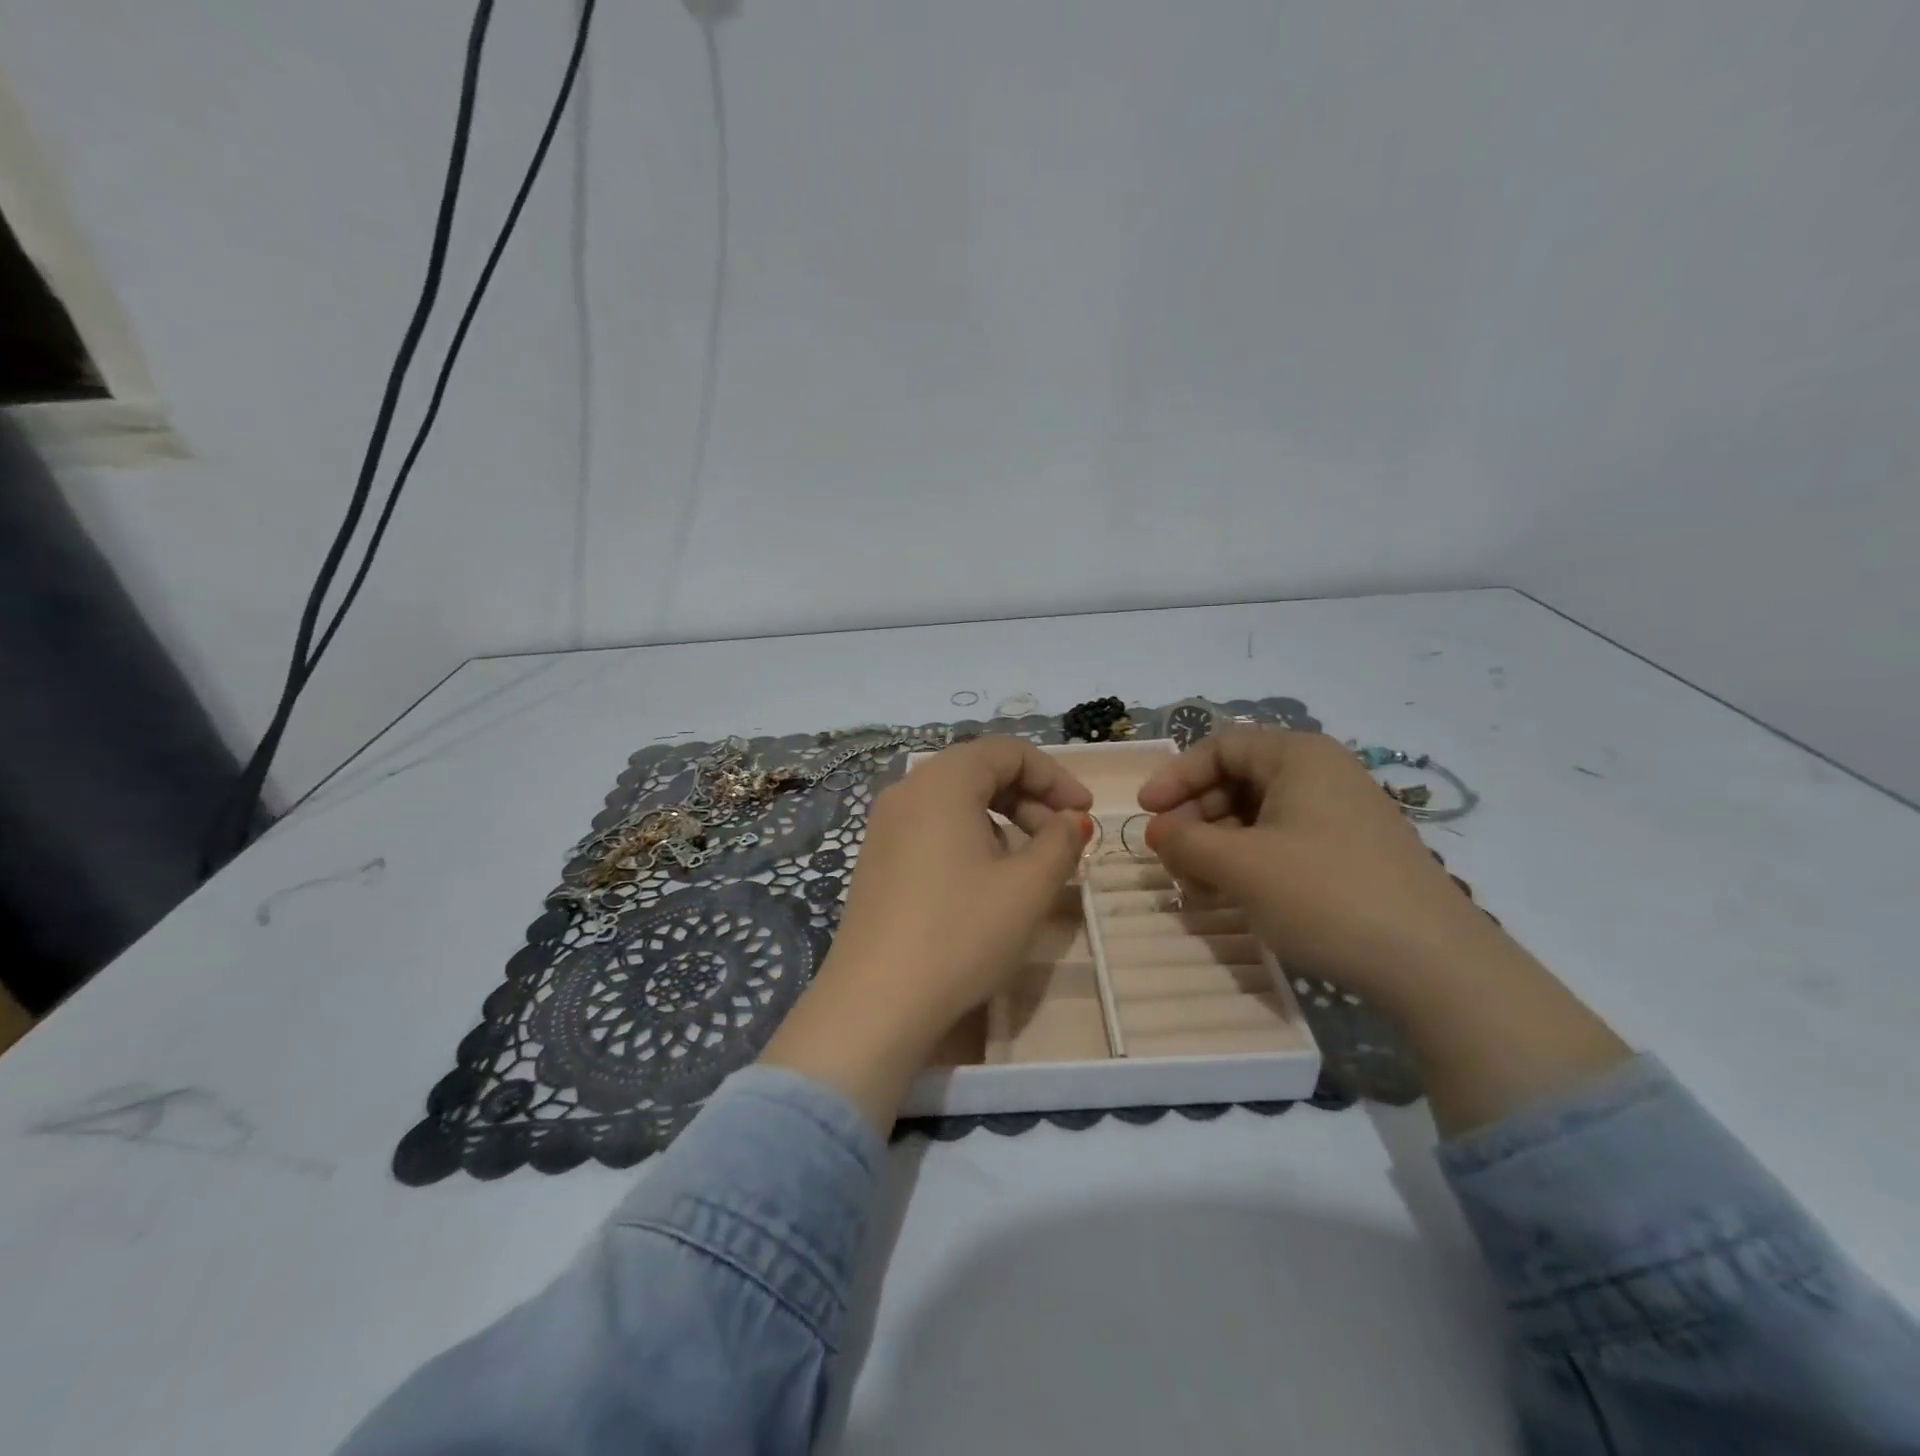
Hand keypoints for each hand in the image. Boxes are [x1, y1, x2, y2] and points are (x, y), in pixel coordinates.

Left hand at [761, 736, 1092, 1128]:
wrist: (877, 1001)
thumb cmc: (962, 933)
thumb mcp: (1028, 886)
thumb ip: (1061, 841)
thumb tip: (1072, 820)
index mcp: (942, 780)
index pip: (1008, 751)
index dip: (1055, 777)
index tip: (1086, 813)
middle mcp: (907, 790)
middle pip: (980, 771)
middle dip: (1030, 798)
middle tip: (1063, 839)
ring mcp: (884, 825)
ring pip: (956, 801)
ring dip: (1002, 820)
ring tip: (1029, 864)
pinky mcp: (876, 858)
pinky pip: (932, 827)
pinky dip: (970, 838)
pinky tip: (986, 881)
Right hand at [1138, 728, 1497, 1010]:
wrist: (1434, 966)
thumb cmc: (1326, 895)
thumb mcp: (1241, 866)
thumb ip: (1186, 841)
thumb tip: (1158, 831)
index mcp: (1299, 756)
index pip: (1220, 747)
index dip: (1176, 777)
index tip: (1146, 814)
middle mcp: (1322, 775)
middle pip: (1237, 780)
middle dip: (1195, 818)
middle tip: (1171, 858)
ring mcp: (1341, 815)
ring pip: (1257, 816)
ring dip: (1218, 846)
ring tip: (1198, 887)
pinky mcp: (1351, 854)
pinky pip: (1283, 842)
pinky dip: (1249, 863)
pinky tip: (1234, 897)